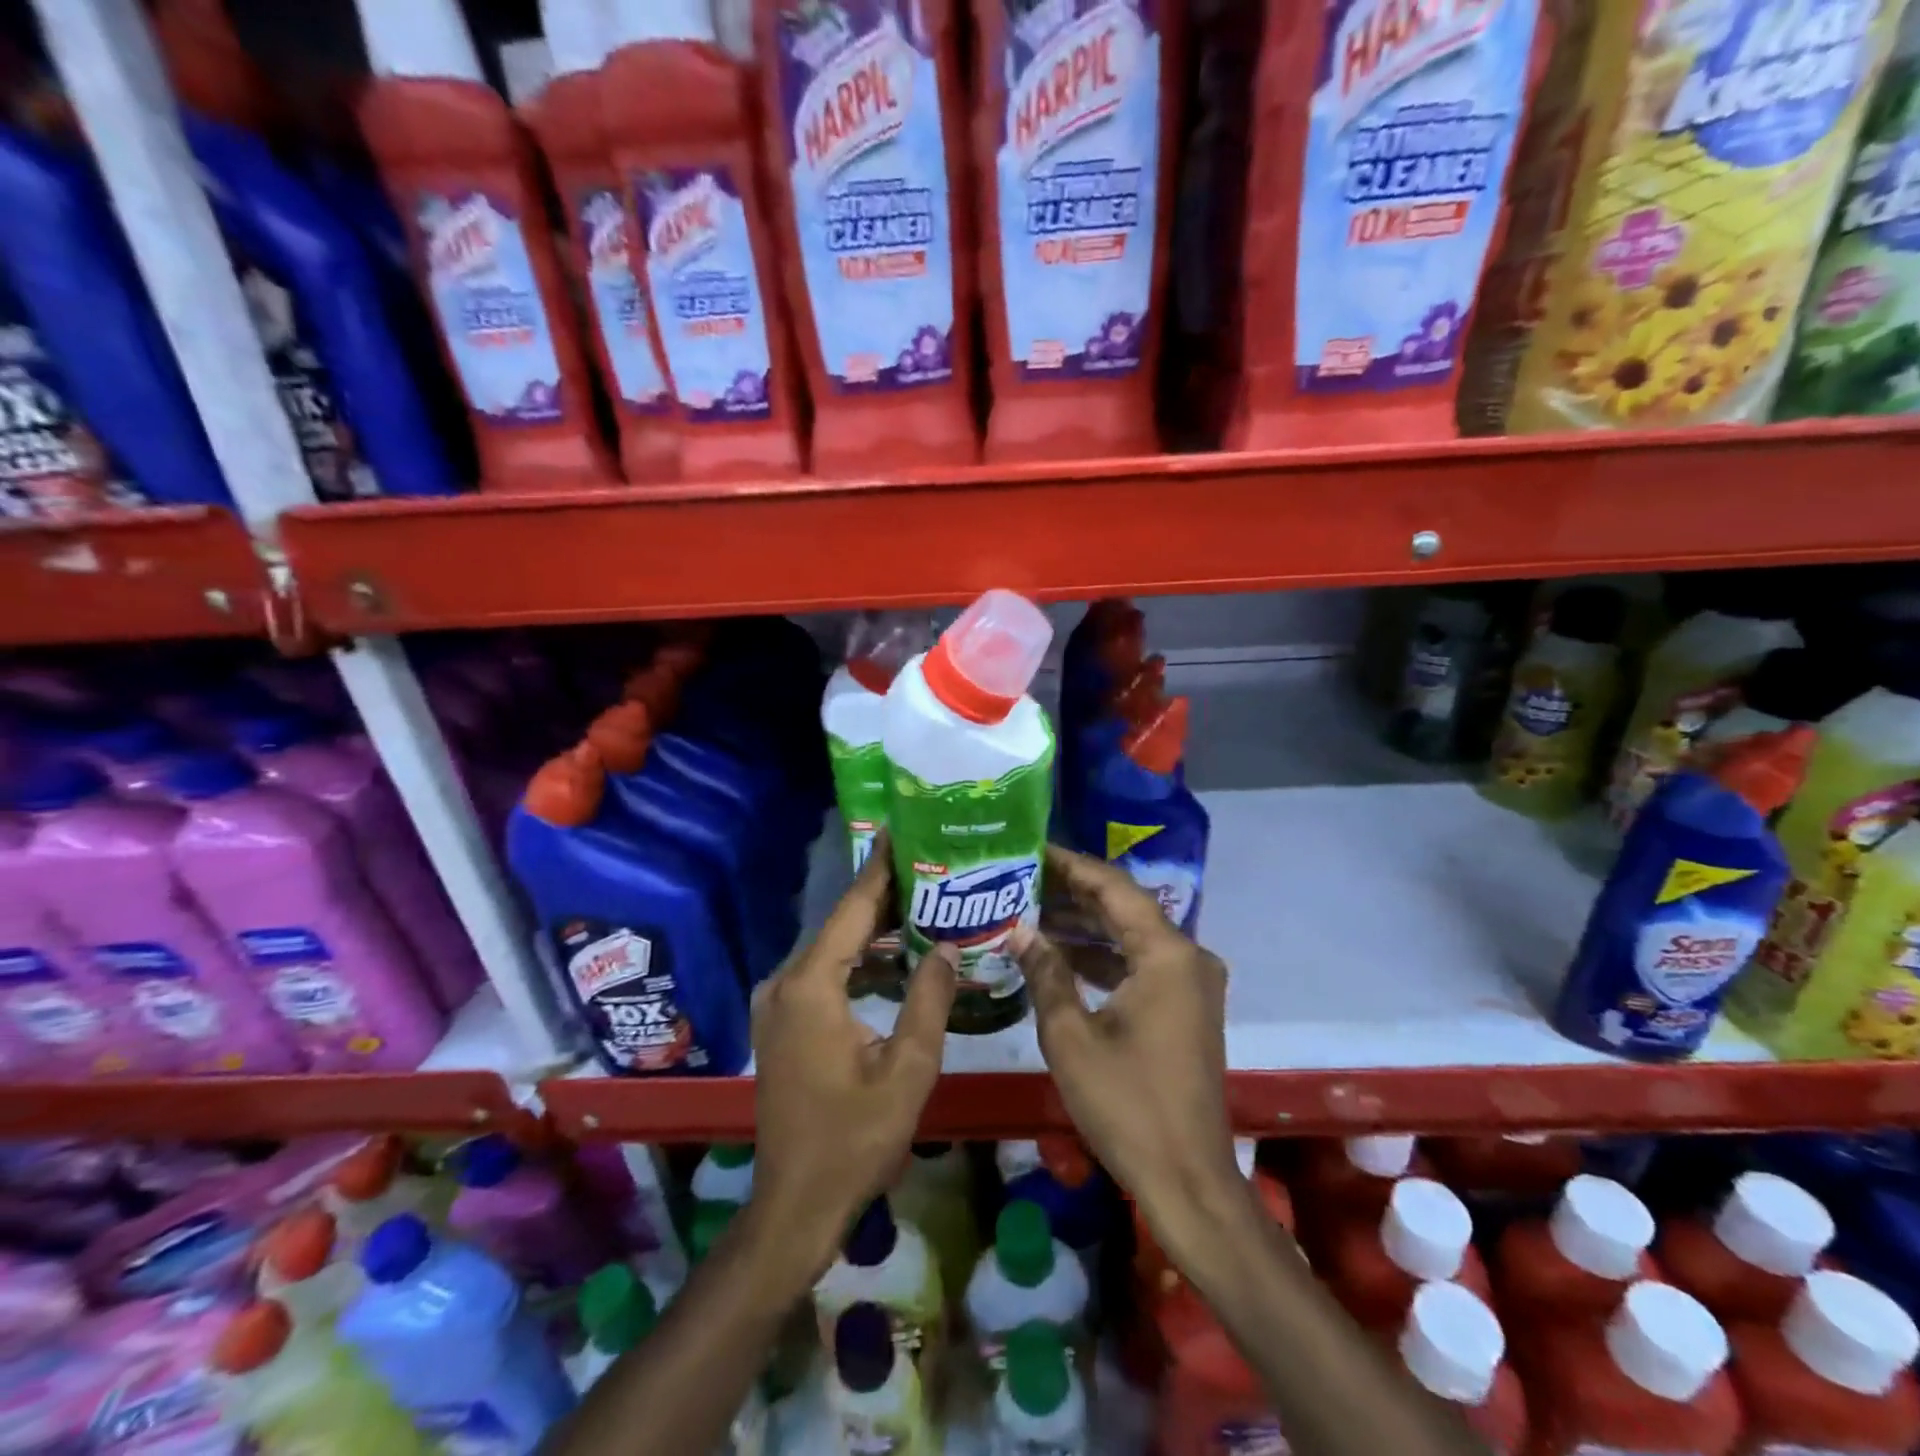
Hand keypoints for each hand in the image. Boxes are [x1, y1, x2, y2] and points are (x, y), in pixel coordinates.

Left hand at [747, 839, 957, 1284]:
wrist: (795, 1205)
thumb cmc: (854, 1141)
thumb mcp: (907, 1071)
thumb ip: (929, 1000)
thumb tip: (947, 945)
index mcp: (811, 986)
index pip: (852, 910)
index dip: (880, 869)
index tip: (902, 830)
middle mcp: (785, 983)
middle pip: (841, 924)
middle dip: (884, 896)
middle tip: (931, 866)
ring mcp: (778, 1003)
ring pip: (832, 949)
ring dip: (872, 929)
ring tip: (922, 901)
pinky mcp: (782, 1021)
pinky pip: (824, 973)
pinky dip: (858, 959)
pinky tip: (894, 955)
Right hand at [1014, 846, 1237, 1213]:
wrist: (1187, 1179)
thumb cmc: (1127, 1104)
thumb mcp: (1071, 1036)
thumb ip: (1046, 973)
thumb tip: (1021, 930)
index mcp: (1167, 954)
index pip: (1114, 887)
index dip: (1071, 865)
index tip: (1031, 849)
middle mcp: (1188, 957)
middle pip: (1126, 906)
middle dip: (1075, 892)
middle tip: (1023, 877)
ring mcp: (1191, 983)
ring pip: (1132, 935)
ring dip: (1086, 925)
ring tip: (1032, 909)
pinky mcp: (1186, 1007)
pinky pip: (1141, 963)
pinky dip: (1104, 956)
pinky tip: (1061, 955)